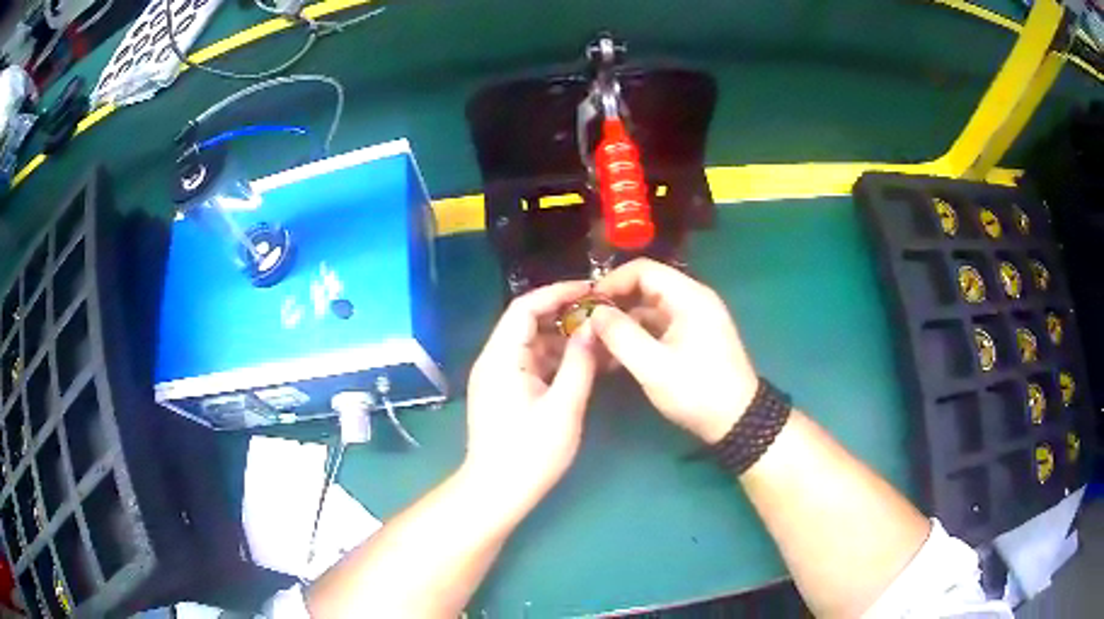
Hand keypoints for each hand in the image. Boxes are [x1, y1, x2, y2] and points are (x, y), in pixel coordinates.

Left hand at [464, 281, 598, 501]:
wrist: (496, 492)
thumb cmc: (529, 452)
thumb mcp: (563, 407)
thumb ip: (579, 363)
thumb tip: (592, 327)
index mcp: (501, 357)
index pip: (525, 307)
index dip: (558, 293)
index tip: (592, 291)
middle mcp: (494, 360)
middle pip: (527, 323)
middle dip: (564, 315)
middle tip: (601, 314)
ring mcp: (498, 377)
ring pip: (532, 344)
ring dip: (562, 339)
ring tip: (599, 338)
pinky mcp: (505, 392)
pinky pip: (532, 364)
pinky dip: (556, 360)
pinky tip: (584, 364)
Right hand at [590, 259, 757, 443]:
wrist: (737, 420)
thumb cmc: (697, 391)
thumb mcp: (654, 367)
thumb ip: (621, 335)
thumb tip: (595, 313)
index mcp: (689, 297)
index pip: (643, 270)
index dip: (612, 282)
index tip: (587, 304)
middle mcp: (692, 299)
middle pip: (645, 287)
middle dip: (614, 303)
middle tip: (587, 325)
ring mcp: (694, 318)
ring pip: (649, 308)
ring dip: (623, 322)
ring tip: (596, 344)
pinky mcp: (692, 336)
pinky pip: (658, 326)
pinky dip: (637, 335)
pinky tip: (616, 356)